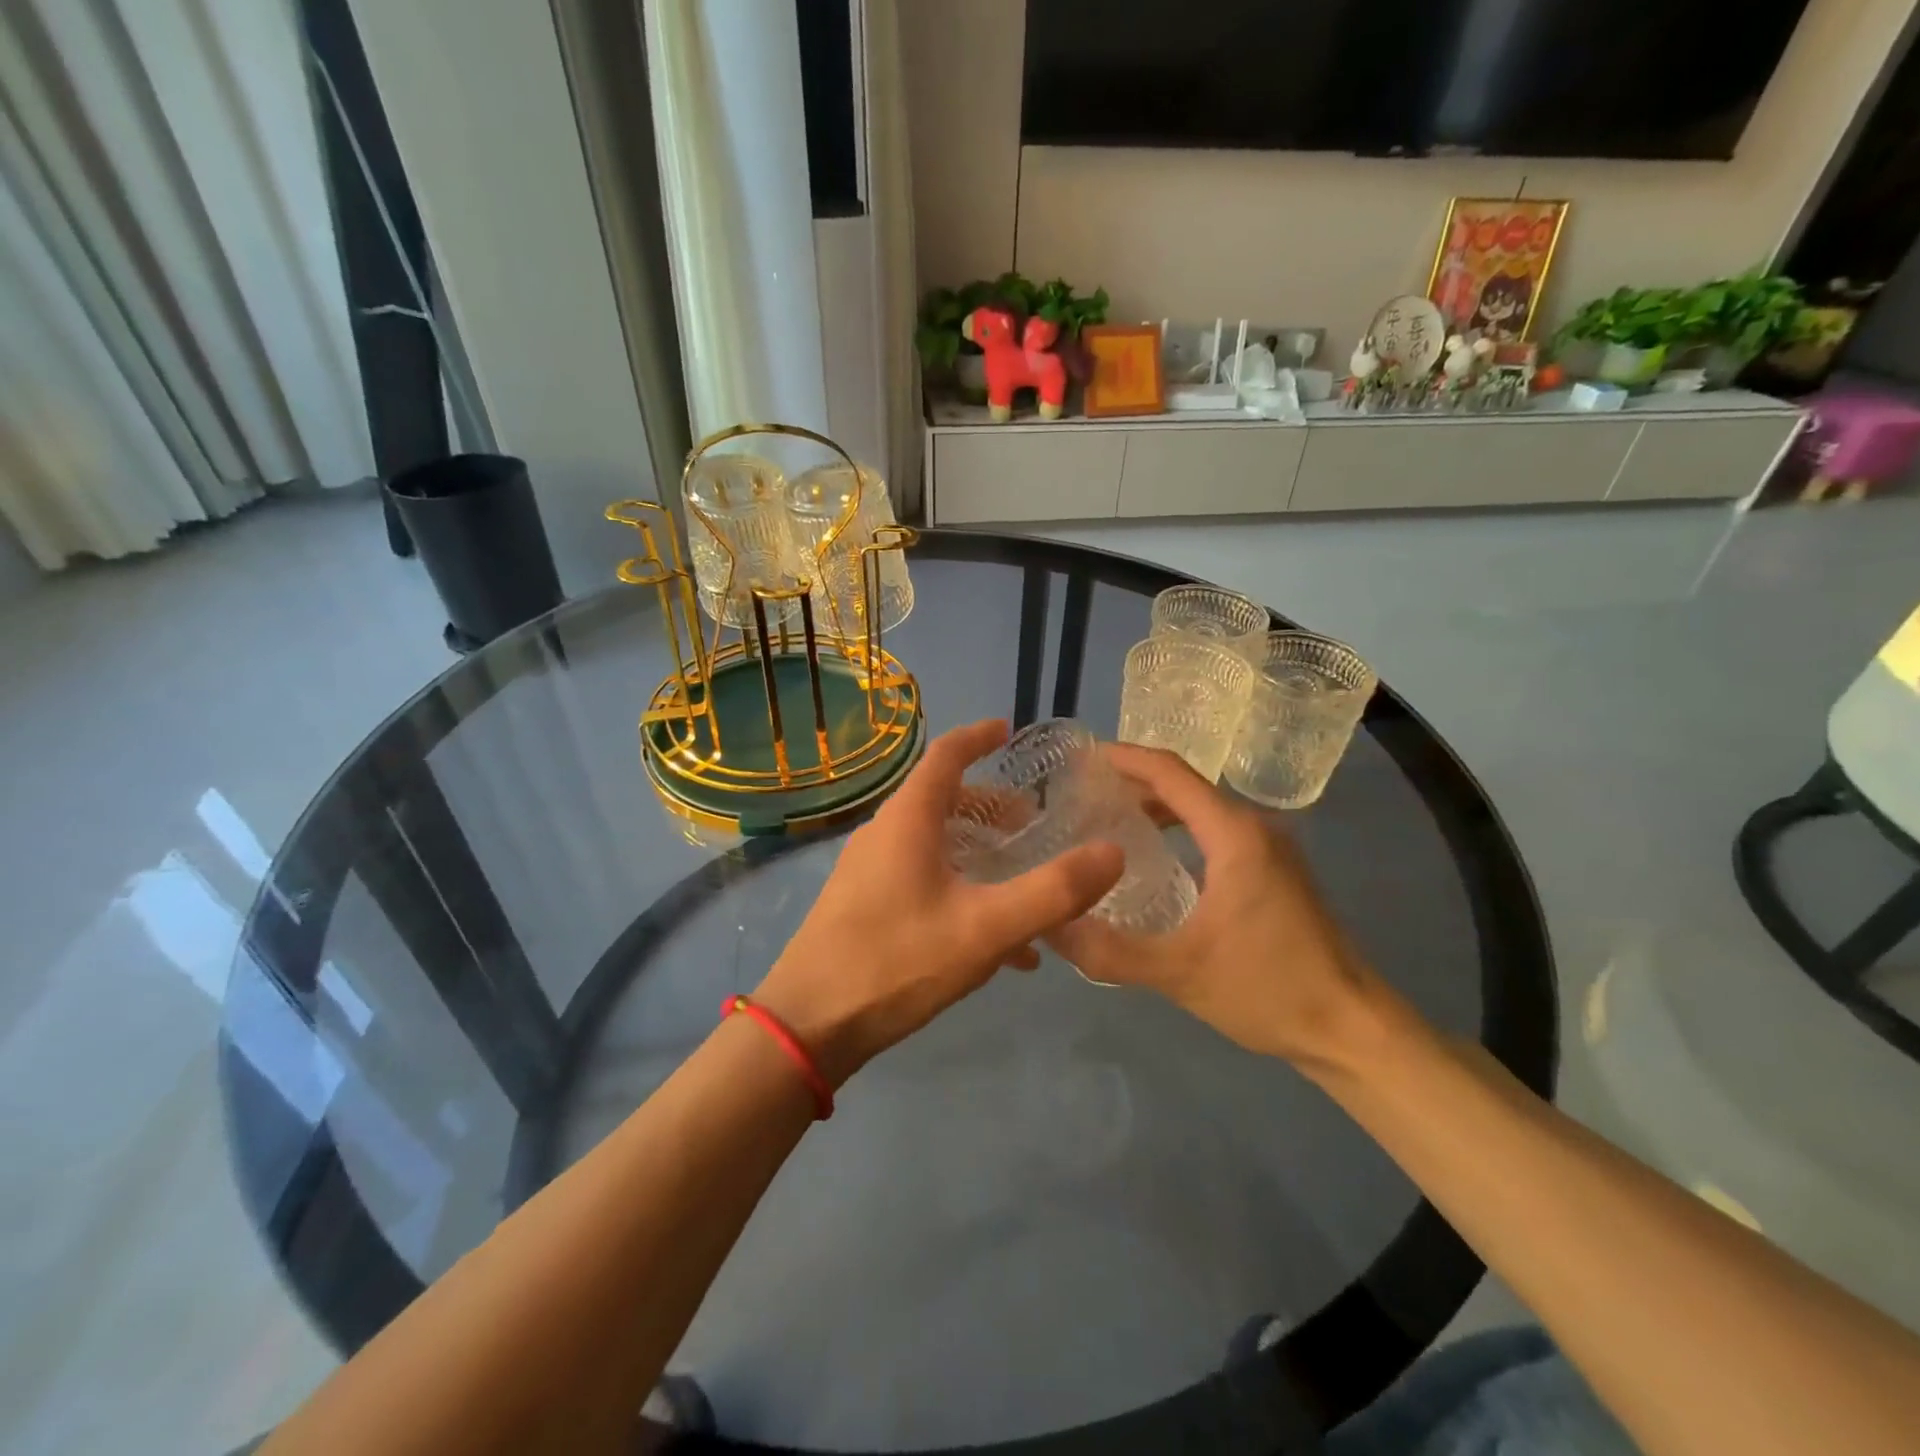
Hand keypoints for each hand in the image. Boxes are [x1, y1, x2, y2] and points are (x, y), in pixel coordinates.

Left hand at [755, 720, 1123, 1085]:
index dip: (979, 737)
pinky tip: (996, 943)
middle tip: (1034, 826)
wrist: (809, 1025)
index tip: (1009, 730)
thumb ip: (1053, 892)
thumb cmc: (897, 961)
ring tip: (1023, 883)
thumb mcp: (986, 929)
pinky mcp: (863, 905)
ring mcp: (869, 870)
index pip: (946, 755)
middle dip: (993, 808)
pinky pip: (922, 879)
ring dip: (980, 854)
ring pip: (935, 843)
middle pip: (944, 801)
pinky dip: (960, 889)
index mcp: (909, 819)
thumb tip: (1113, 852)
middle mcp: (885, 833)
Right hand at [1048, 744, 1379, 1068]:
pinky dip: (1179, 829)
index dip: (1124, 758)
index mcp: (1233, 835)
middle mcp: (1254, 828)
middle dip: (1132, 782)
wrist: (1351, 1028)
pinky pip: (1216, 831)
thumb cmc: (1268, 989)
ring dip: (1156, 807)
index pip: (1170, 773)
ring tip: (1106, 821)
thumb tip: (1048, 925)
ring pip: (1202, 808)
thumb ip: (1108, 949)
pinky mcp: (1276, 871)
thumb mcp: (1178, 972)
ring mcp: (1270, 849)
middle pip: (1184, 785)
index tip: (1081, 758)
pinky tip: (1154, 858)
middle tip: (1081, 795)